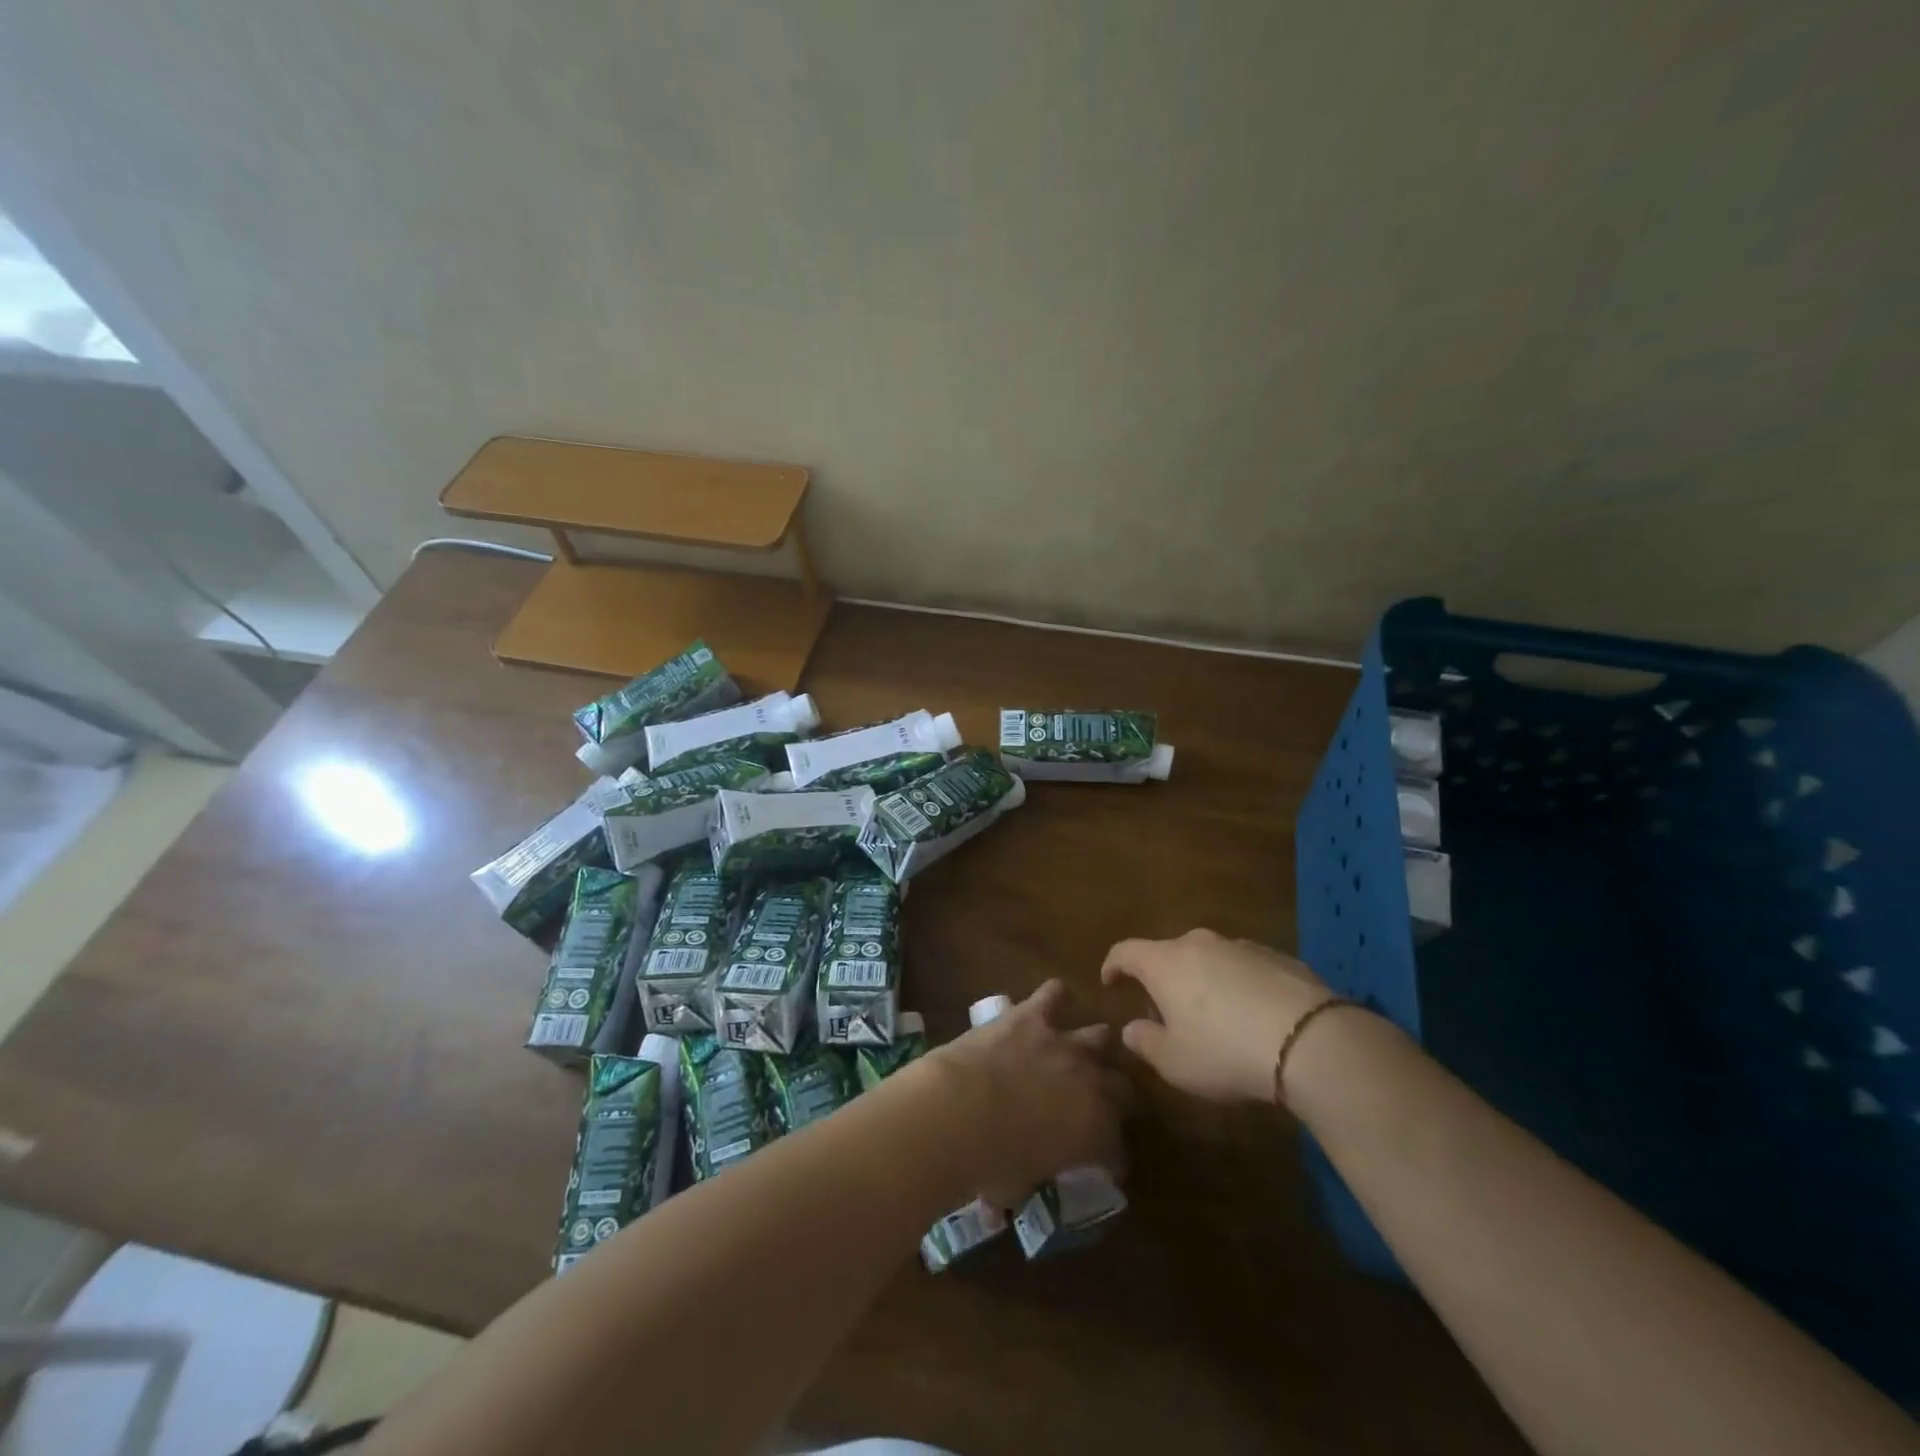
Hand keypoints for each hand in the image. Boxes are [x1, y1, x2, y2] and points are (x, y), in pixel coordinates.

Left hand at [922, 980, 1128, 1208]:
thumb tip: (1001, 1208)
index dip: (1111, 1157)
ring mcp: (1063, 1044)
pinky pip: (1054, 994)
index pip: (1117, 1148)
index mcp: (1093, 1133)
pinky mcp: (1033, 1016)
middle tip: (1096, 1104)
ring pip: (1100, 1036)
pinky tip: (1048, 1002)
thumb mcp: (1014, 1188)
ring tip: (1081, 1049)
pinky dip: (1054, 997)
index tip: (1102, 1165)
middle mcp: (1090, 1084)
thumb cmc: (988, 1163)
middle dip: (1113, 1097)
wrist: (960, 1110)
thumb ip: (1018, 1184)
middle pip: (1121, 1086)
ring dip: (1093, 1045)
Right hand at [1101, 930, 1330, 1103]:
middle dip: (1161, 980)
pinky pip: (1244, 968)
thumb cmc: (1225, 1051)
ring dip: (1202, 981)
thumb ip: (1146, 1043)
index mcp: (1165, 962)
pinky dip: (1238, 986)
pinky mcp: (1278, 957)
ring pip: (1208, 959)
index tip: (1110, 982)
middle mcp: (1199, 943)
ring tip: (1214, 1019)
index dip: (1113, 965)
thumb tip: (1132, 1028)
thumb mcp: (1175, 1063)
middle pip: (1168, 954)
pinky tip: (1254, 1018)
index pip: (1125, 951)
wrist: (1311, 1040)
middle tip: (1167, 1015)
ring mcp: (1241, 946)